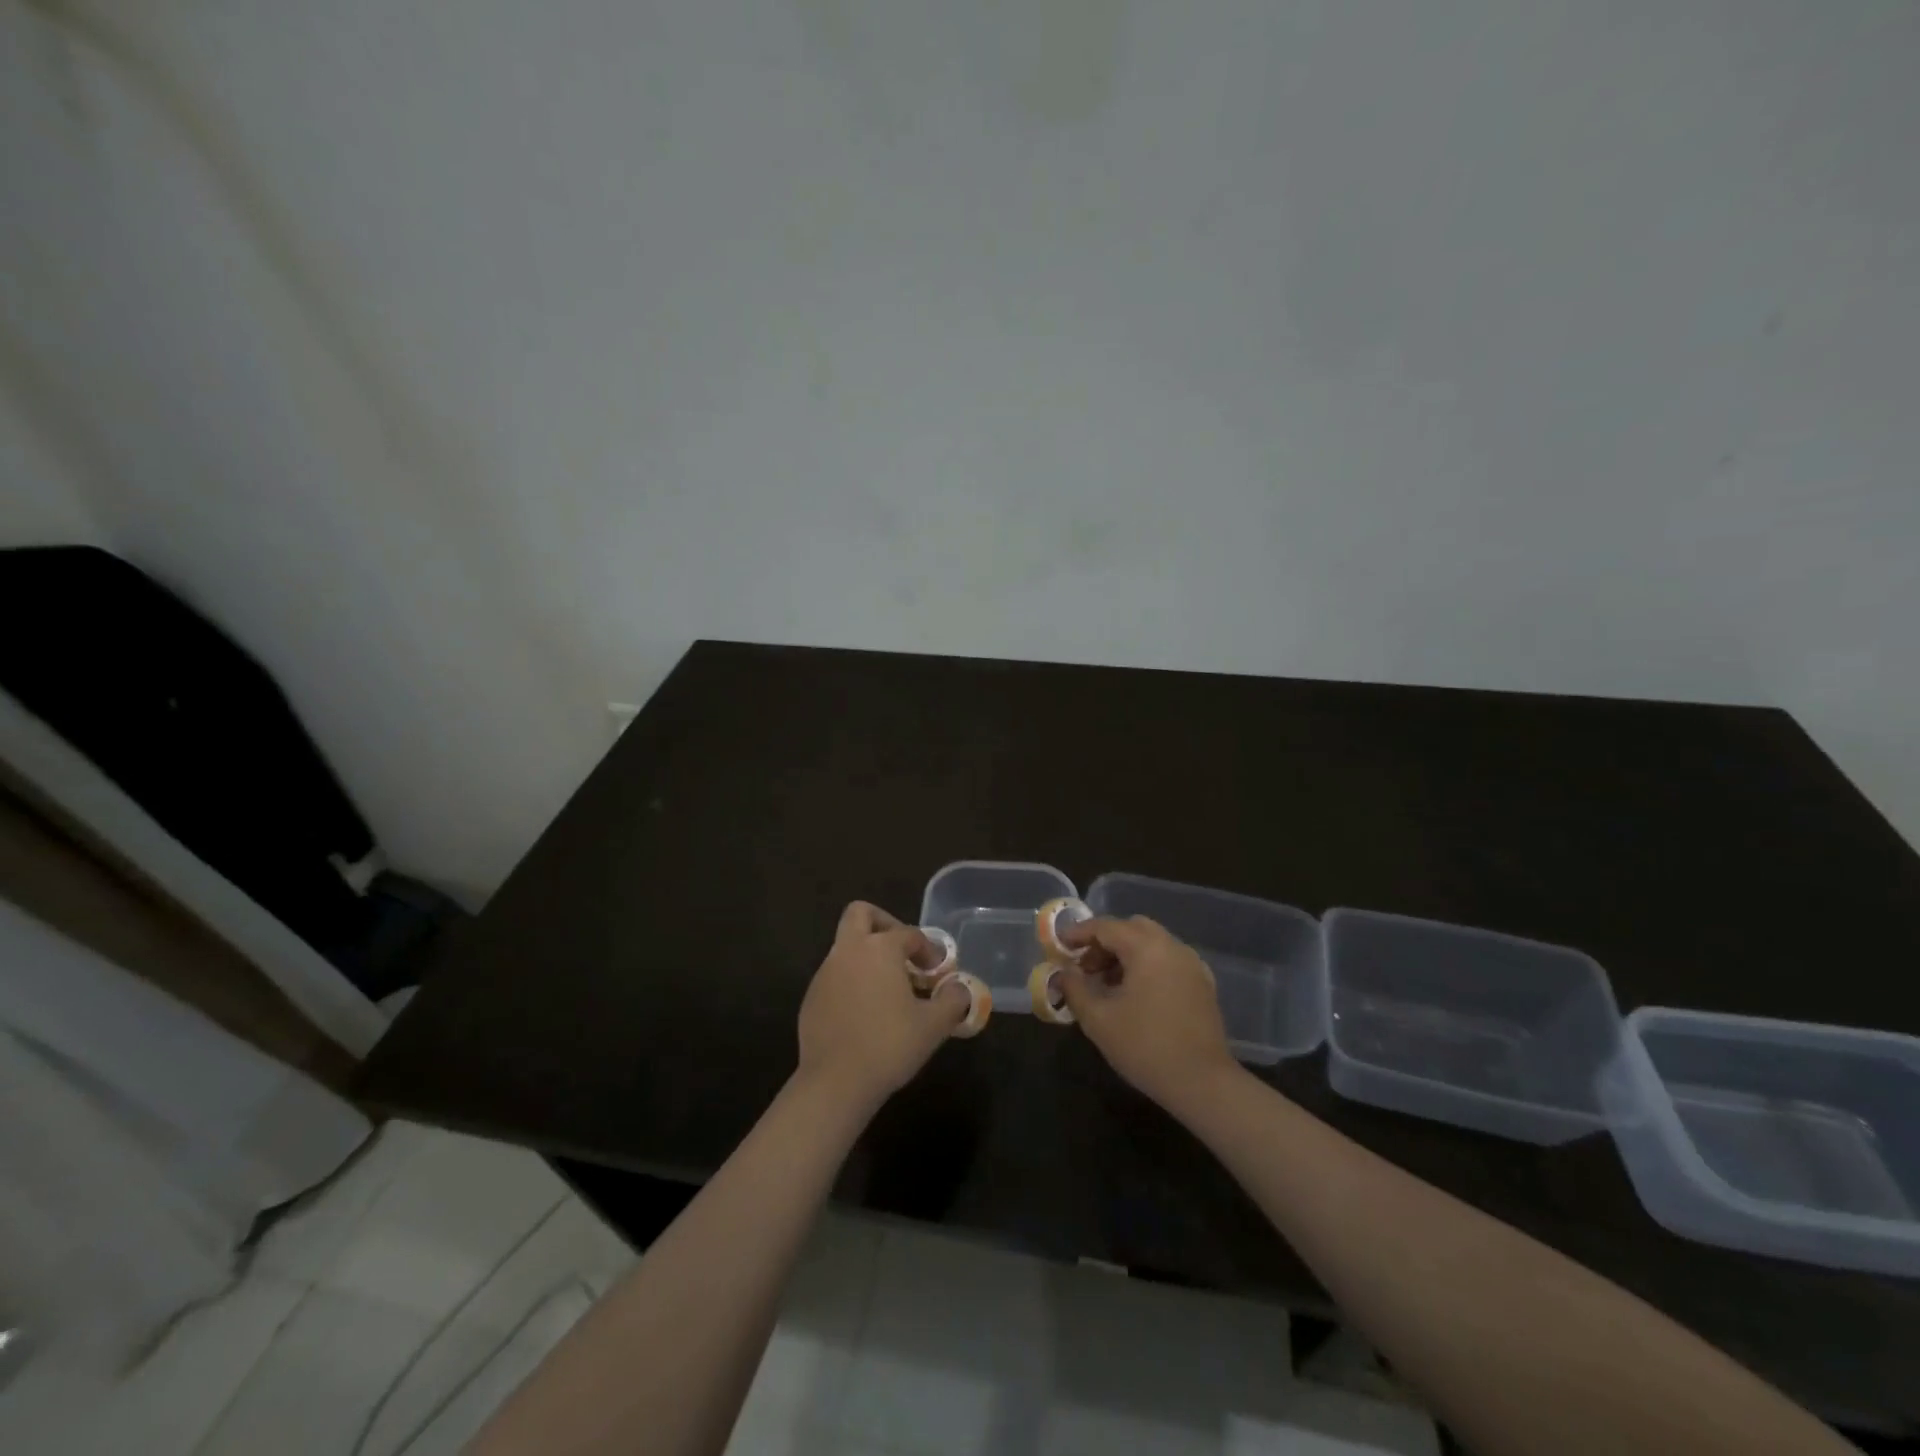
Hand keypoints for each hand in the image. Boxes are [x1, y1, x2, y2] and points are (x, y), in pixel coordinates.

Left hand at [797, 901, 968, 1111]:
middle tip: (902, 952)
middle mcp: (848, 951)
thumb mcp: (934, 1025)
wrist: (835, 1083)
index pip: (909, 934)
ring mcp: (825, 973)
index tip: (939, 974)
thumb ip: (953, 1000)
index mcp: (879, 948)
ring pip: (847, 947)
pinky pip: (835, 976)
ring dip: (868, 957)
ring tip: (890, 990)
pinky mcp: (811, 998)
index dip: (929, 950)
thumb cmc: (889, 1045)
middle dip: (884, 923)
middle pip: (861, 914)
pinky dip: (852, 982)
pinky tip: (866, 1014)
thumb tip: (960, 988)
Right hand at [1056, 915, 1237, 1110]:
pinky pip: (1168, 961)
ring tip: (1107, 985)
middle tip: (1085, 967)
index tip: (1059, 945)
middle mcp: (1172, 947)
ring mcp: (1192, 964)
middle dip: (1104, 942)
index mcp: (1147, 948)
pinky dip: (1147, 966)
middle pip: (1132, 928)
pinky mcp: (1203, 984)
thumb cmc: (1145, 1047)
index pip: (1106, 927)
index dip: (1079, 933)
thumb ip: (1075, 989)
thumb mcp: (1098, 1019)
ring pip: (1152, 943)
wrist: (1203, 1083)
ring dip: (1126, 954)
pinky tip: (1136, 995)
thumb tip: (1063, 973)